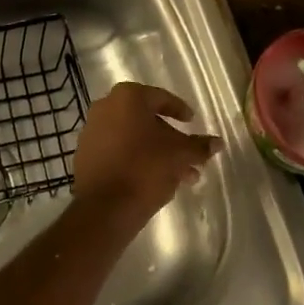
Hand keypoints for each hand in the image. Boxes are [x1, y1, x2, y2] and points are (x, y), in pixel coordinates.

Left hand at [73, 82, 218, 229]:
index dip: (179, 110)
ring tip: (179, 176)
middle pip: (145, 119)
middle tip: (188, 155)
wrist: (104, 207)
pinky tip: (155, 181)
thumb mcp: (179, 155)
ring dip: (155, 152)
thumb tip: (218, 142)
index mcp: (127, 97)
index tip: (191, 121)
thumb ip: (199, 146)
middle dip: (169, 138)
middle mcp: (105, 106)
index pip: (160, 98)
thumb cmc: (145, 168)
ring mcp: (92, 130)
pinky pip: (117, 151)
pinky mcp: (85, 154)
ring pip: (132, 138)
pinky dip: (136, 160)